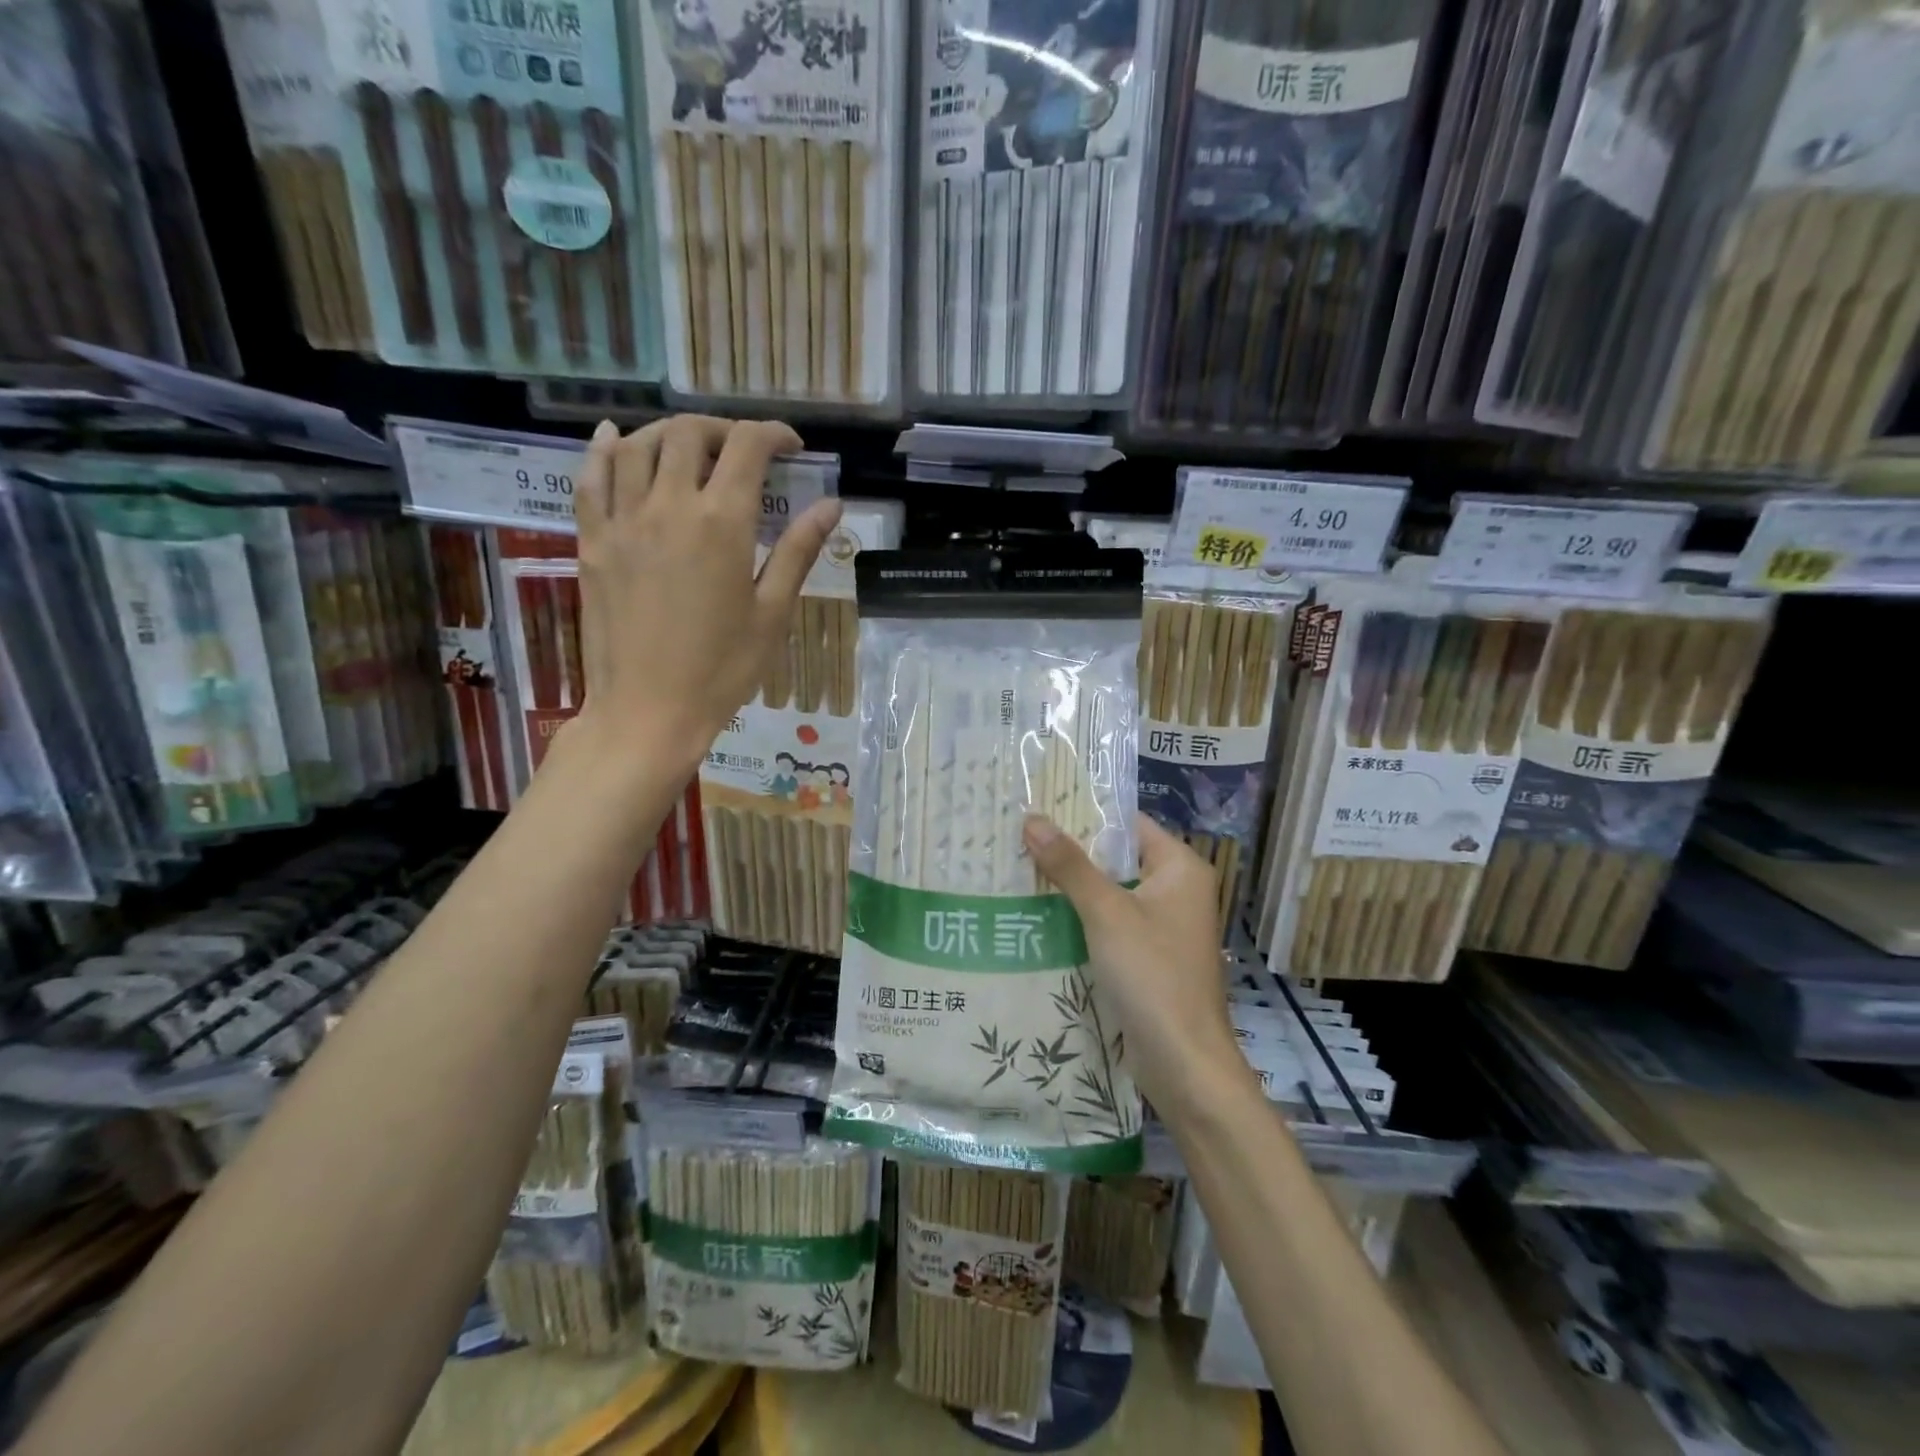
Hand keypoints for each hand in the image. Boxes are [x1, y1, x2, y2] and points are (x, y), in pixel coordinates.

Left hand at [564, 415, 841, 777]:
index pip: (747, 448)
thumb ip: (798, 551)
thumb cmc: (722, 670)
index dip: (774, 435)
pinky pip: (590, 477)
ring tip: (692, 449)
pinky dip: (605, 449)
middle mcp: (668, 506)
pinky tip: (618, 439)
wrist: (648, 711)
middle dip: (723, 430)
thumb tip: (832, 505)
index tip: (792, 447)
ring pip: (639, 445)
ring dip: (670, 433)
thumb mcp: (772, 613)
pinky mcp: (592, 541)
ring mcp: (622, 521)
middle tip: (744, 452)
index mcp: (721, 522)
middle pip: (690, 434)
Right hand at [1021, 813, 1244, 1113]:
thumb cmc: (1152, 974)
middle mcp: (1177, 890)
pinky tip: (1041, 915)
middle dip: (1073, 851)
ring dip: (1074, 886)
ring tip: (1020, 869)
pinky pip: (1113, 924)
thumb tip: (1032, 819)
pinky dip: (1083, 918)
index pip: (1130, 824)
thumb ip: (1070, 865)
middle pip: (1119, 857)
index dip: (1087, 814)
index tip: (1041, 807)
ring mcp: (1164, 926)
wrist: (1184, 1063)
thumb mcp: (1106, 913)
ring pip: (1112, 893)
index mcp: (1180, 868)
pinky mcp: (1150, 957)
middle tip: (1020, 838)